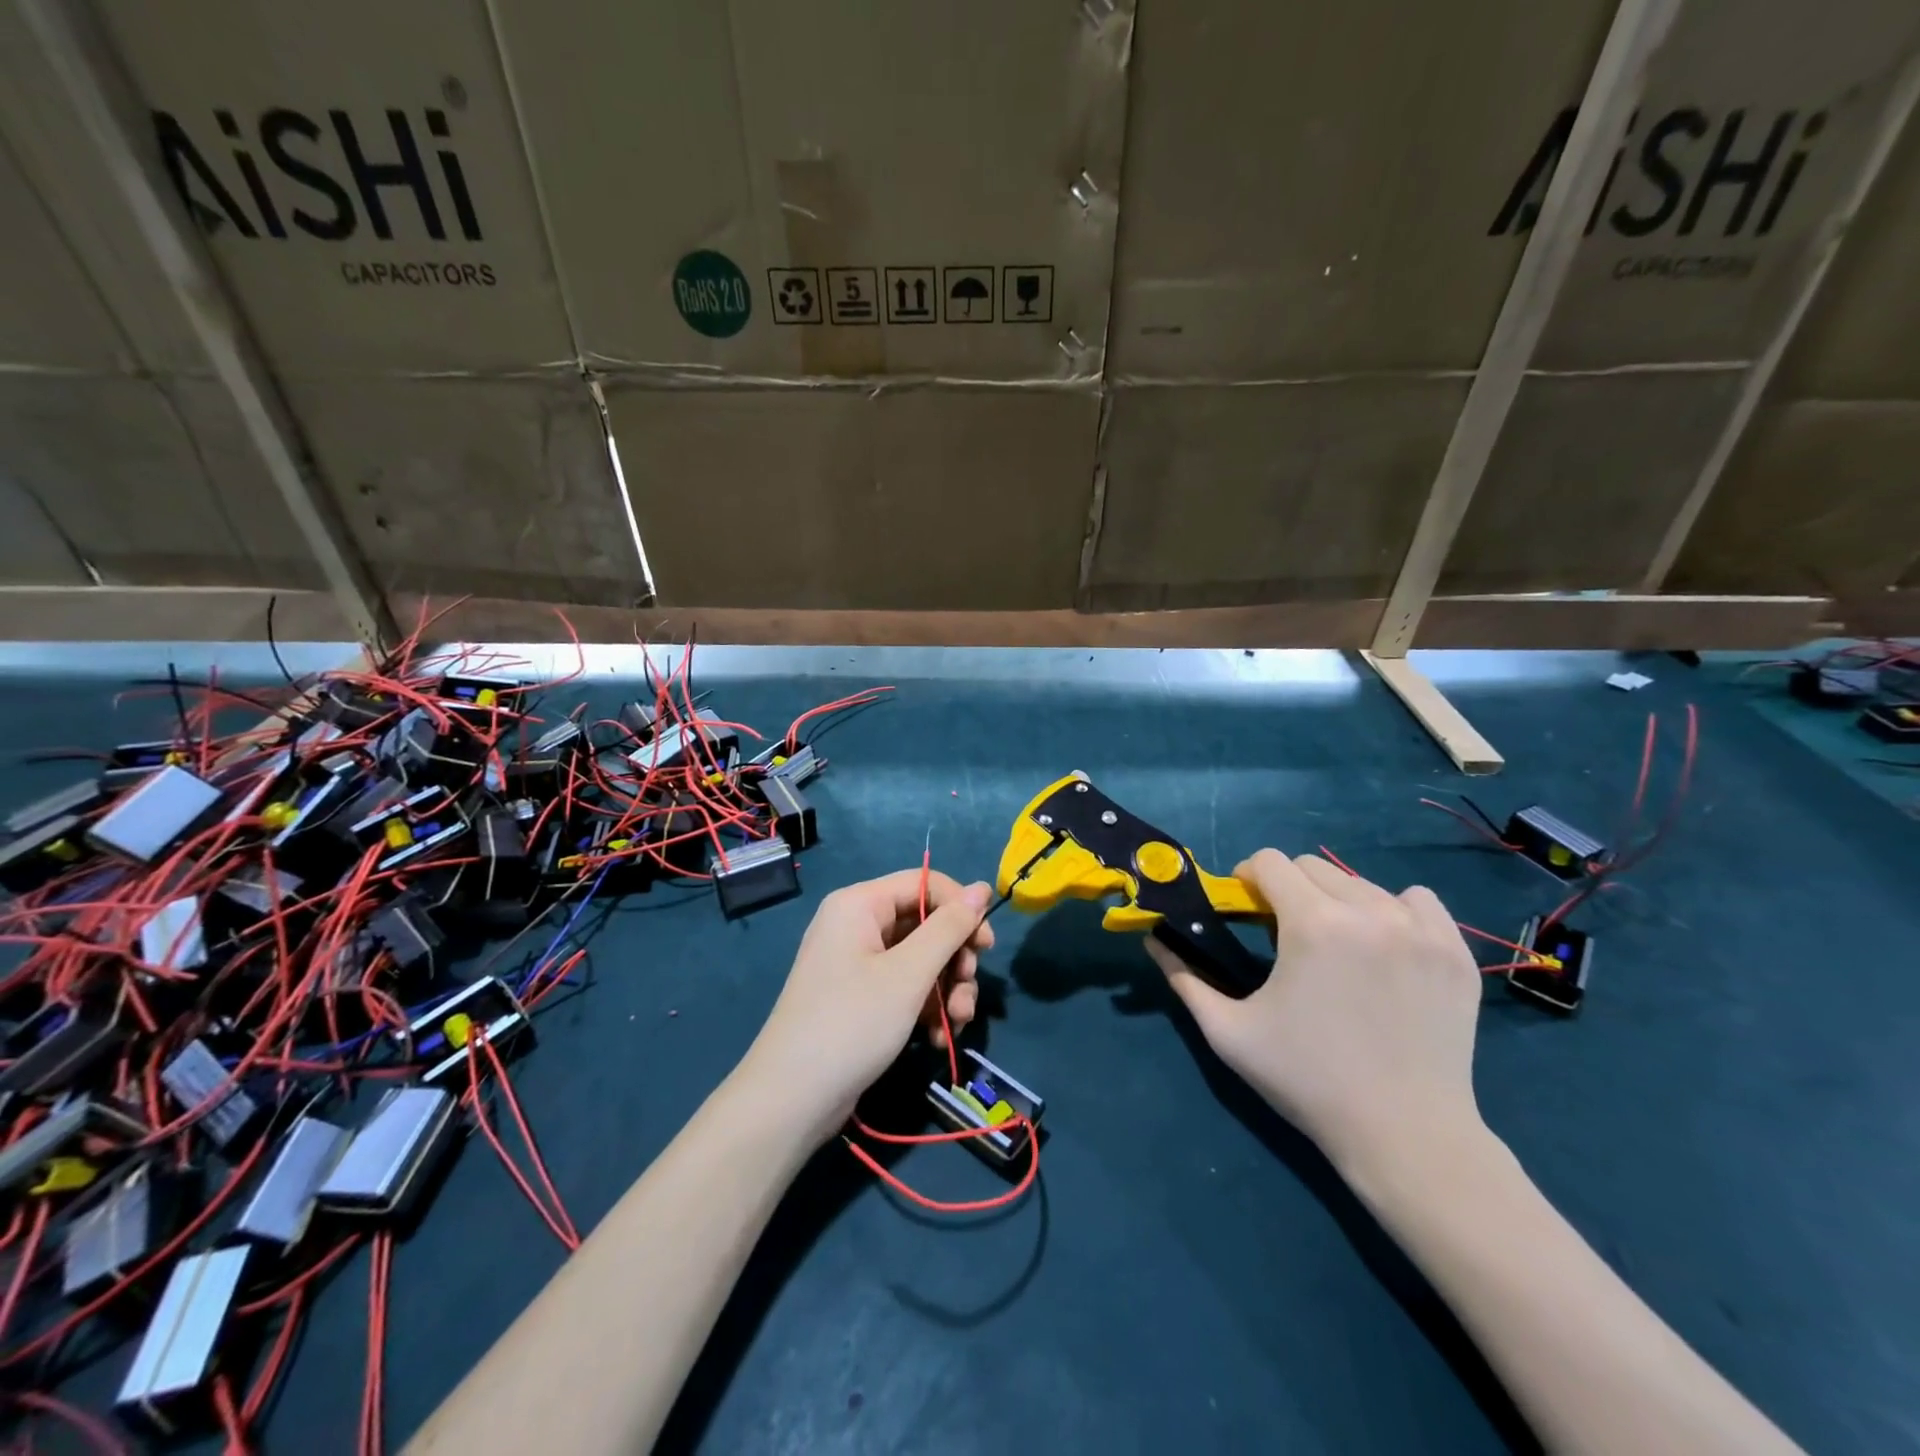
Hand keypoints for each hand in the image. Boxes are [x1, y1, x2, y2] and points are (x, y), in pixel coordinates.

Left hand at [744, 869, 992, 1146]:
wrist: (792, 1100)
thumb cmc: (852, 1023)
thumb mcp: (908, 974)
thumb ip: (949, 928)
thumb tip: (982, 887)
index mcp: (860, 904)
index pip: (924, 883)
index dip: (960, 908)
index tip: (987, 945)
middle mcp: (857, 925)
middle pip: (925, 923)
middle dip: (954, 959)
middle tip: (967, 990)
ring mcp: (857, 963)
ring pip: (920, 959)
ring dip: (946, 989)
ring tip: (957, 1022)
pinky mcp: (861, 997)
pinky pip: (905, 987)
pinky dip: (926, 1008)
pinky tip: (938, 1039)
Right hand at [1146, 850, 1483, 1176]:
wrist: (1406, 1136)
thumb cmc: (1307, 1081)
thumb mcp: (1229, 1033)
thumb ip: (1184, 978)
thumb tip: (1154, 940)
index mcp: (1313, 923)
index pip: (1270, 861)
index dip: (1248, 878)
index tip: (1247, 909)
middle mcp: (1369, 912)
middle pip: (1312, 867)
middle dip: (1288, 888)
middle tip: (1284, 932)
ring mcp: (1420, 930)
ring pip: (1361, 883)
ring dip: (1336, 901)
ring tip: (1335, 947)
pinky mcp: (1455, 952)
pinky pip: (1418, 901)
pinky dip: (1395, 910)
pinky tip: (1385, 947)